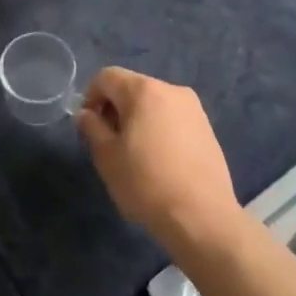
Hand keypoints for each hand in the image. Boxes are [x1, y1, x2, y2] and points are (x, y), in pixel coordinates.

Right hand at [77, 68, 243, 259]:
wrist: (202, 217)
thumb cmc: (146, 183)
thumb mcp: (106, 156)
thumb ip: (91, 127)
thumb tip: (87, 114)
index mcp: (144, 91)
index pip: (107, 77)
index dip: (90, 96)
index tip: (89, 126)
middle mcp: (172, 90)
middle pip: (132, 88)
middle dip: (114, 108)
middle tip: (109, 142)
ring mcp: (194, 109)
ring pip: (154, 103)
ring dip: (137, 119)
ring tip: (134, 154)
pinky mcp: (208, 129)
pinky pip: (173, 118)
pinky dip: (159, 129)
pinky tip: (159, 161)